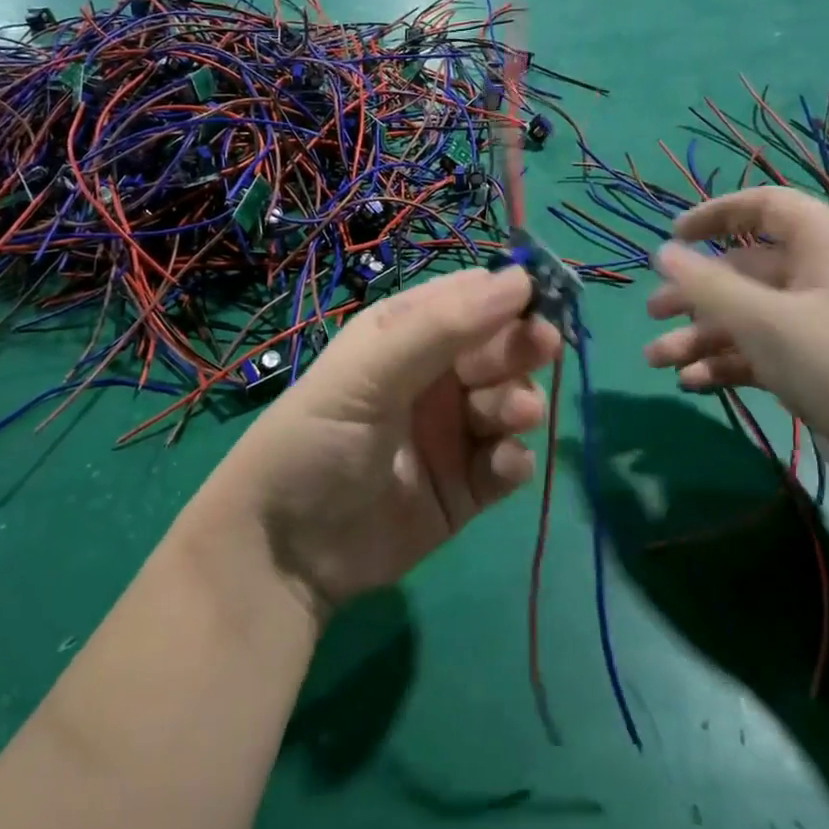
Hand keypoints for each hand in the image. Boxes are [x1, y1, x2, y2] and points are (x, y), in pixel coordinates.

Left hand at [204, 268, 558, 616]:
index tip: (544, 297)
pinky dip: (512, 460)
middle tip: (544, 347)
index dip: (507, 294)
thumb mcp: (369, 372)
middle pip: (498, 349)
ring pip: (509, 403)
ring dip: (520, 402)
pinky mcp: (465, 488)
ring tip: (516, 414)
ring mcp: (451, 434)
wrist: (285, 551)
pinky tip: (501, 465)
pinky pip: (506, 463)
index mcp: (404, 337)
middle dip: (521, 348)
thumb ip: (442, 326)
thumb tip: (520, 277)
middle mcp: (433, 379)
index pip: (468, 300)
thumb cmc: (318, 439)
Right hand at [643, 187, 828, 488]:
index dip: (715, 215)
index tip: (673, 236)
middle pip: (745, 270)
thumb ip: (707, 284)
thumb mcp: (763, 320)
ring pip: (748, 315)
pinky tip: (693, 383)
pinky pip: (763, 349)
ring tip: (659, 360)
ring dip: (701, 335)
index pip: (765, 206)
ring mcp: (823, 321)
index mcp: (825, 243)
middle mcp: (824, 274)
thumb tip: (663, 251)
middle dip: (694, 294)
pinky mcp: (819, 362)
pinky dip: (727, 362)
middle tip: (653, 313)